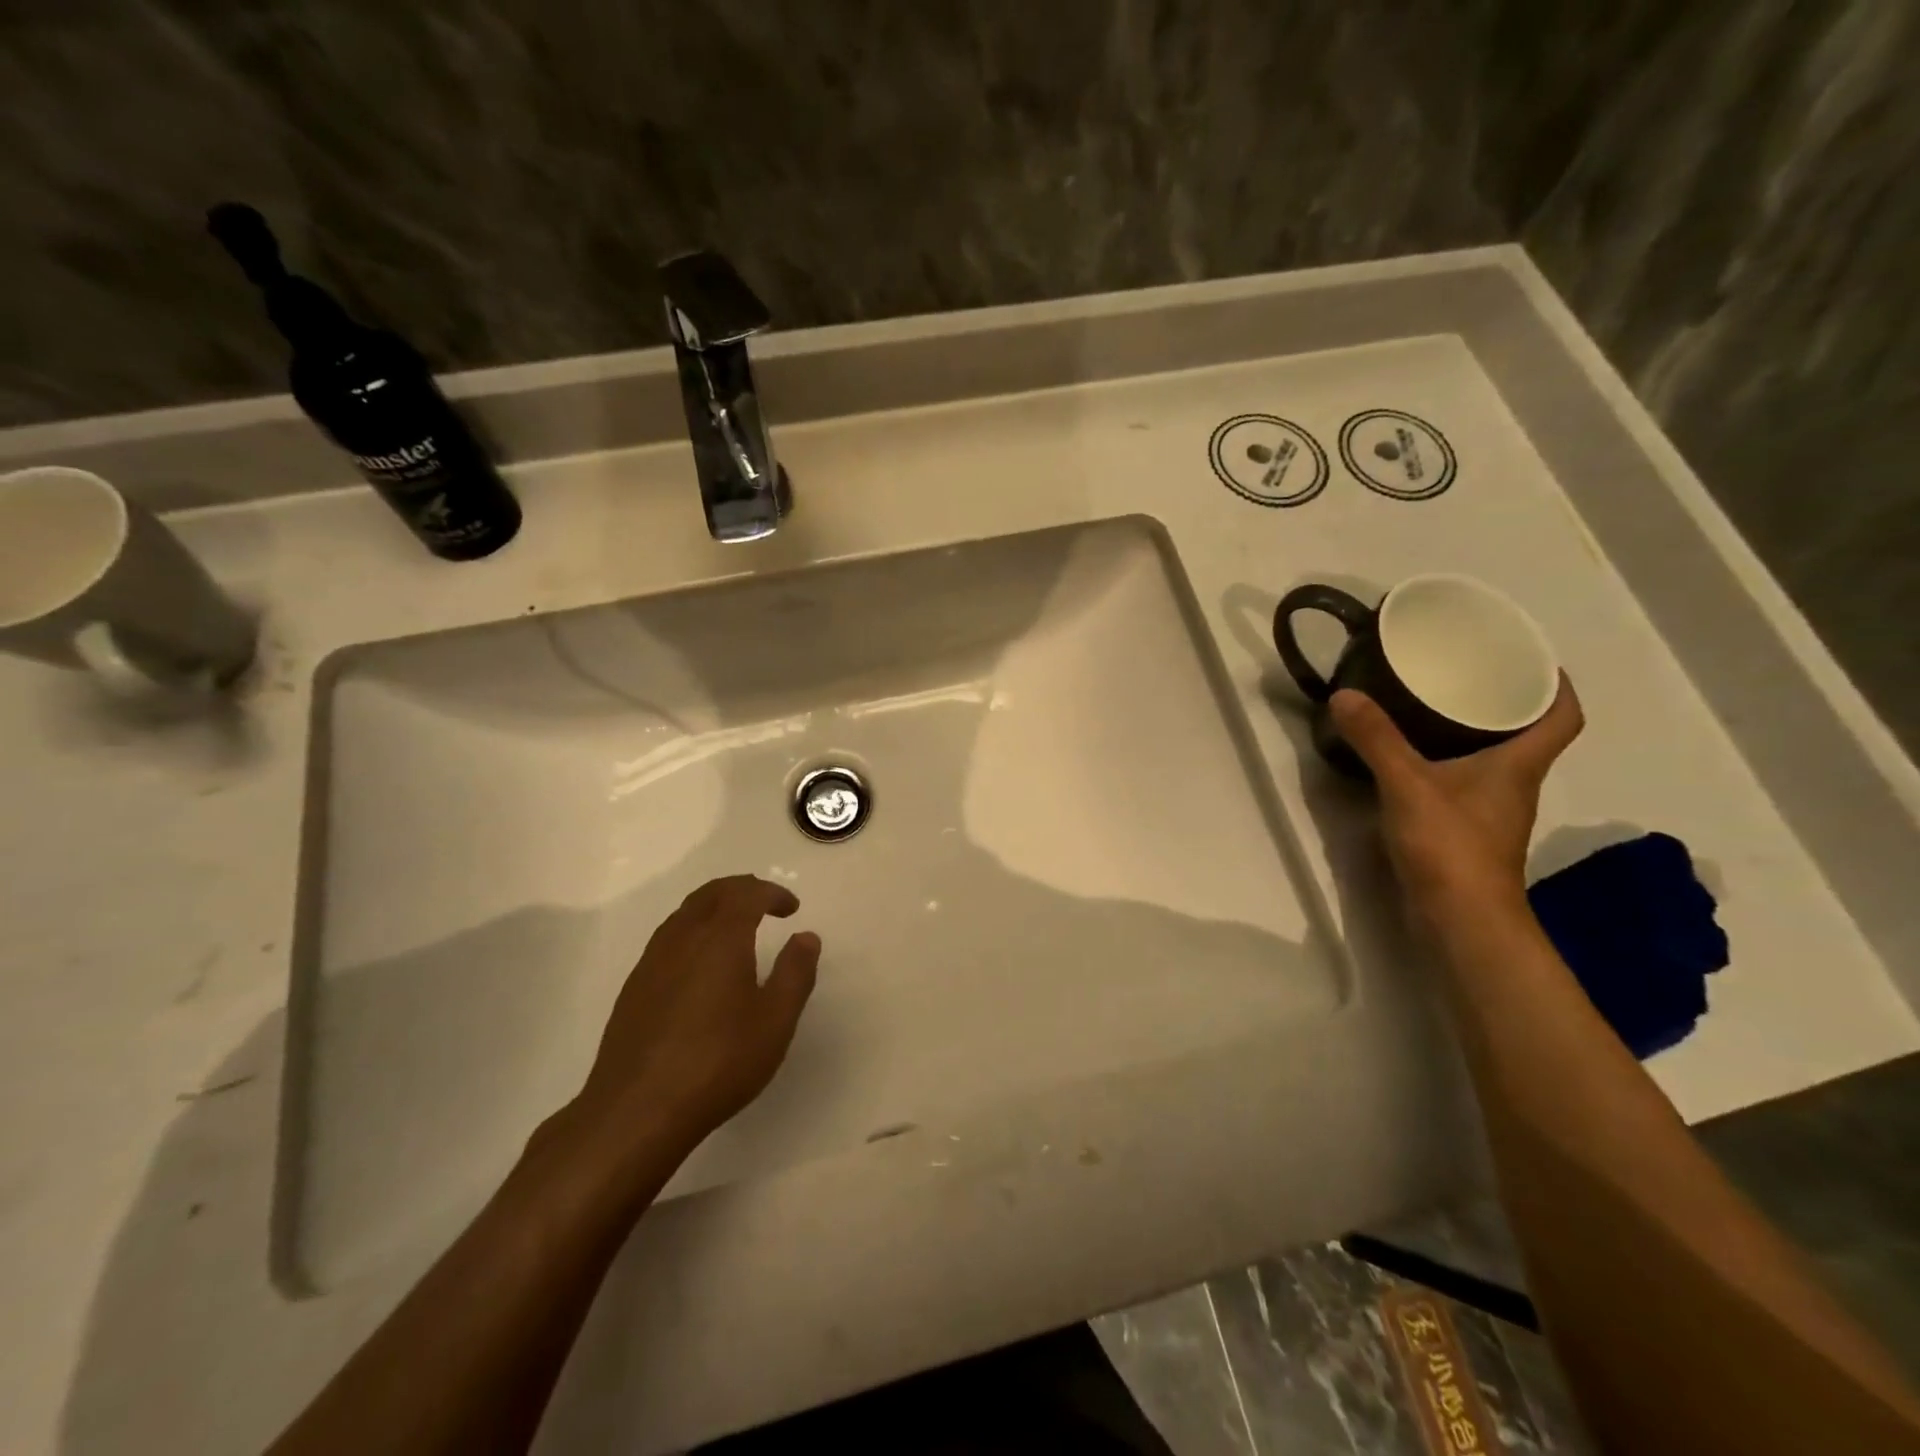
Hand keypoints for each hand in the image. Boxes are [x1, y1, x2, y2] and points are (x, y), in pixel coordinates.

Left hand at [573, 875, 819, 1155]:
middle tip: (766, 903)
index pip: (747, 893)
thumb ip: (795, 972)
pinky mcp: (634, 988)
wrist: (636, 1111)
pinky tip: (702, 964)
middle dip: (742, 889)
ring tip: (737, 928)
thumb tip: (806, 936)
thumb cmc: (718, 1062)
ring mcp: (652, 962)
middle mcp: (682, 938)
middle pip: (711, 893)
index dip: (772, 892)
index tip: (793, 908)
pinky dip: (693, 931)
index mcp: (720, 938)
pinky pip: (668, 938)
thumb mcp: (775, 1020)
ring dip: (715, 907)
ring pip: (685, 913)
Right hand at [1330, 676, 1583, 922]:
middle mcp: (1514, 785)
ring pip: (1493, 759)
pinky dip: (1448, 763)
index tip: (1529, 658)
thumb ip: (1376, 739)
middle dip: (1503, 701)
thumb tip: (1344, 694)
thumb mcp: (1407, 784)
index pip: (1563, 717)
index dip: (1556, 685)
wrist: (1460, 919)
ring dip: (1473, 733)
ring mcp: (1491, 812)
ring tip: (1432, 706)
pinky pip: (1465, 782)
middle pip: (1525, 735)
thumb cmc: (1451, 845)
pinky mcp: (1466, 832)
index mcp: (1518, 765)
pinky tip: (1413, 758)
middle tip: (1464, 672)